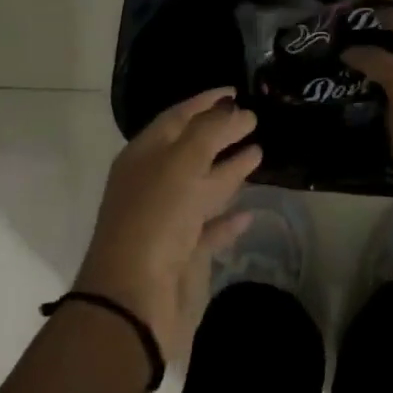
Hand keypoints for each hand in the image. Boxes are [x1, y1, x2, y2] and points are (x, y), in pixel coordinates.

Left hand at [73, 88, 261, 365]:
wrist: (133, 303)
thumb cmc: (155, 218)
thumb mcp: (183, 161)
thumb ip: (211, 130)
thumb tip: (236, 109)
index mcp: (144, 155)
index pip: (178, 116)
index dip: (206, 101)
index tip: (237, 90)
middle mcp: (154, 183)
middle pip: (192, 149)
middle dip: (221, 132)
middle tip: (254, 118)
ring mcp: (168, 220)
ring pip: (202, 186)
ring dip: (229, 170)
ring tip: (259, 153)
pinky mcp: (183, 255)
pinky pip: (210, 228)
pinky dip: (229, 219)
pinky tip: (250, 212)